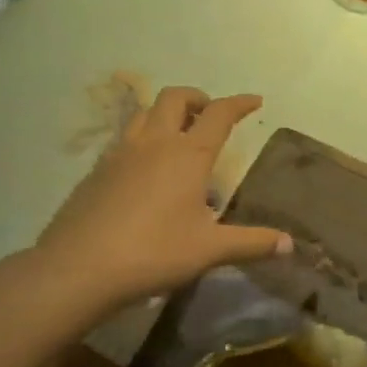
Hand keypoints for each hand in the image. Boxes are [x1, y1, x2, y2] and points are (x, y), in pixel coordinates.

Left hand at [32, 87, 289, 311]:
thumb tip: (289, 244)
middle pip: (175, 98)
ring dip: (166, 113)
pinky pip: (124, 139)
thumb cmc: (153, 253)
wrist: (78, 268)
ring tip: (178, 136)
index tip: (255, 101)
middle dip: (197, 98)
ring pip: (145, 113)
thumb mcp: (209, 250)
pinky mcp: (96, 170)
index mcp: (187, 154)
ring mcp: (120, 153)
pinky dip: (143, 139)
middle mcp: (154, 143)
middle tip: (210, 116)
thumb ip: (252, 243)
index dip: (239, 103)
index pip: (219, 114)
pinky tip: (145, 170)